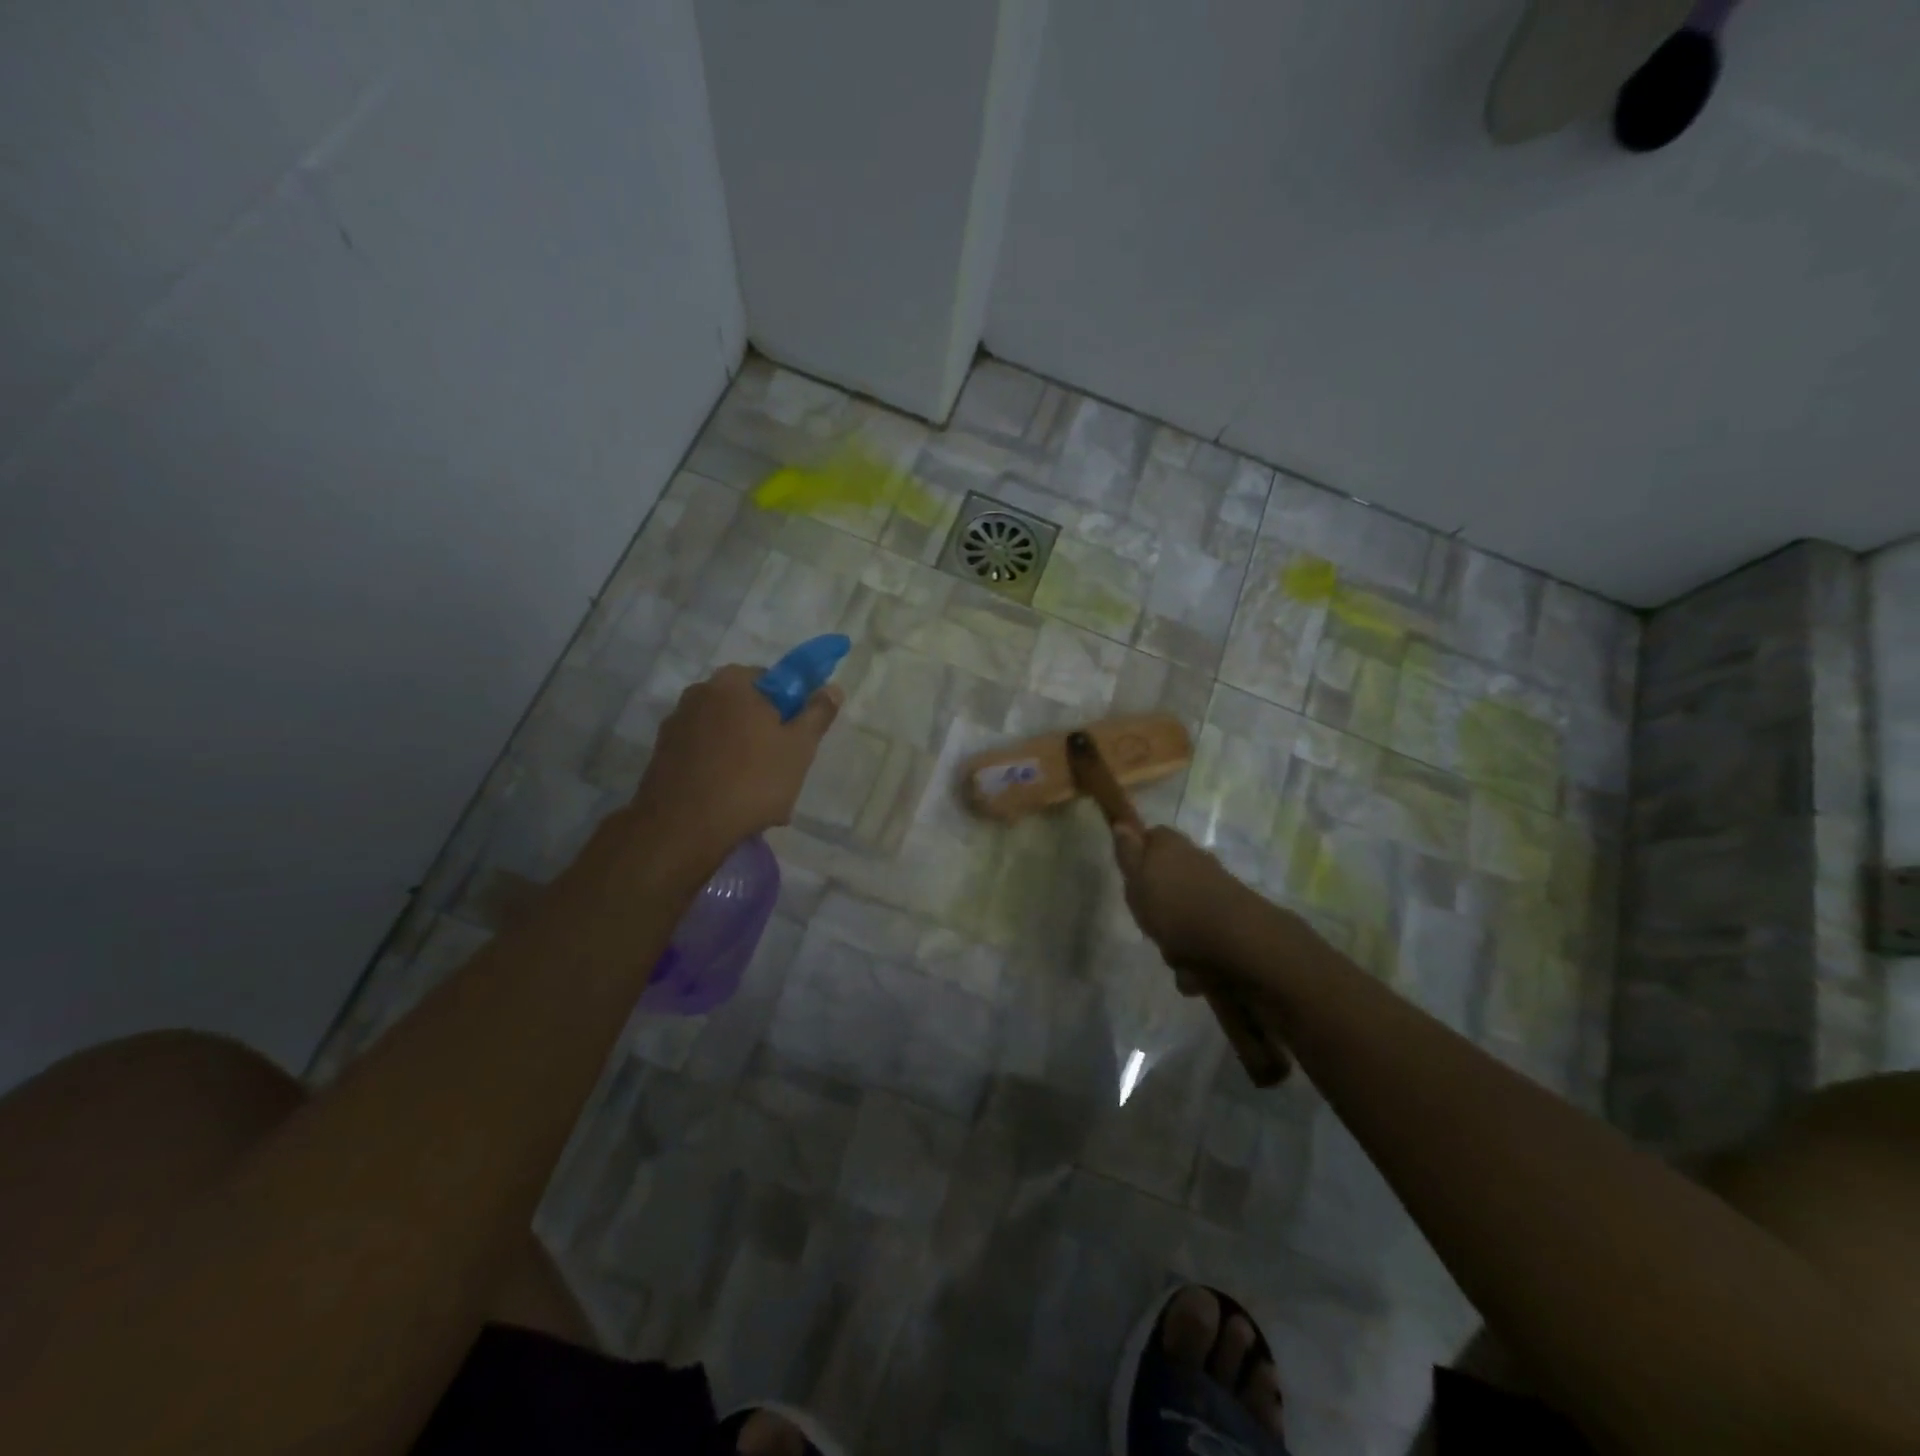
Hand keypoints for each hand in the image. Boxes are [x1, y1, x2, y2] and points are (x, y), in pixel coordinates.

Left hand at [627, 664, 840, 871]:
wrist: (685, 828)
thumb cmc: (752, 780)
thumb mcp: (799, 747)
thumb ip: (817, 714)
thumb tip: (831, 688)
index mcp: (733, 682)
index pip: (771, 679)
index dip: (790, 706)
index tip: (798, 736)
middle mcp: (699, 693)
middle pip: (746, 708)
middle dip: (766, 733)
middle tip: (783, 768)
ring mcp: (676, 725)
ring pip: (725, 735)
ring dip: (743, 755)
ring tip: (758, 795)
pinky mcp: (662, 755)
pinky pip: (704, 756)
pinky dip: (719, 770)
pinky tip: (731, 801)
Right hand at [1111, 823, 1270, 991]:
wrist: (1236, 942)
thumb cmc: (1175, 905)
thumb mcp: (1137, 877)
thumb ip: (1127, 852)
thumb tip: (1121, 821)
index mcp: (1171, 846)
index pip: (1152, 838)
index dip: (1138, 856)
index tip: (1130, 879)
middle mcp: (1196, 862)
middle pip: (1168, 880)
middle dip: (1157, 906)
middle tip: (1148, 922)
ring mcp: (1216, 892)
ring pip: (1184, 913)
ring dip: (1176, 939)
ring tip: (1174, 956)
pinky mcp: (1231, 922)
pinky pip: (1203, 940)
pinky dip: (1197, 959)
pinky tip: (1195, 972)